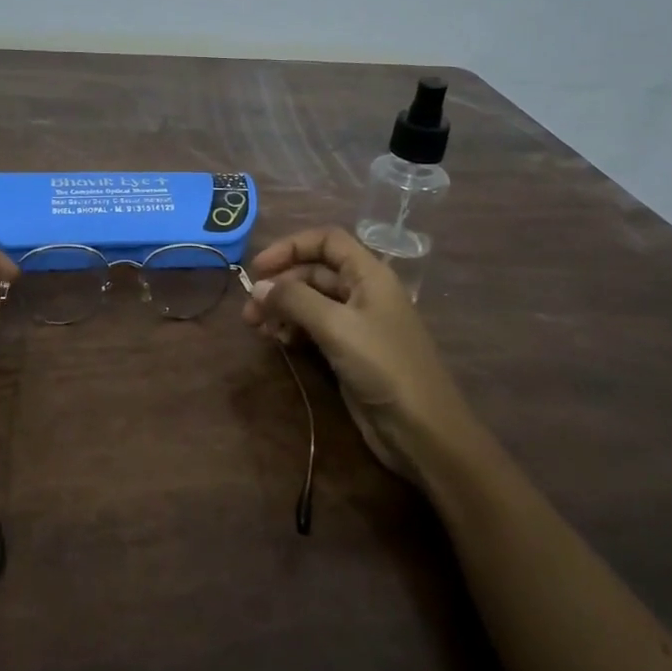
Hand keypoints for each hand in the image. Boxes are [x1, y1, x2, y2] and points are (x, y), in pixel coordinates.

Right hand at [243, 226, 477, 482]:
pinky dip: (293, 329)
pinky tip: (278, 342)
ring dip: (282, 309)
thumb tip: (258, 287)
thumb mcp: (337, 327)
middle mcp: (363, 292)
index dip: (291, 246)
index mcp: (369, 274)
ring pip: (311, 301)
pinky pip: (315, 328)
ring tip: (257, 328)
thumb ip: (295, 300)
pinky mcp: (350, 351)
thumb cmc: (384, 366)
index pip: (327, 241)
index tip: (258, 267)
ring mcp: (357, 323)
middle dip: (281, 284)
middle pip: (314, 271)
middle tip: (249, 310)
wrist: (422, 430)